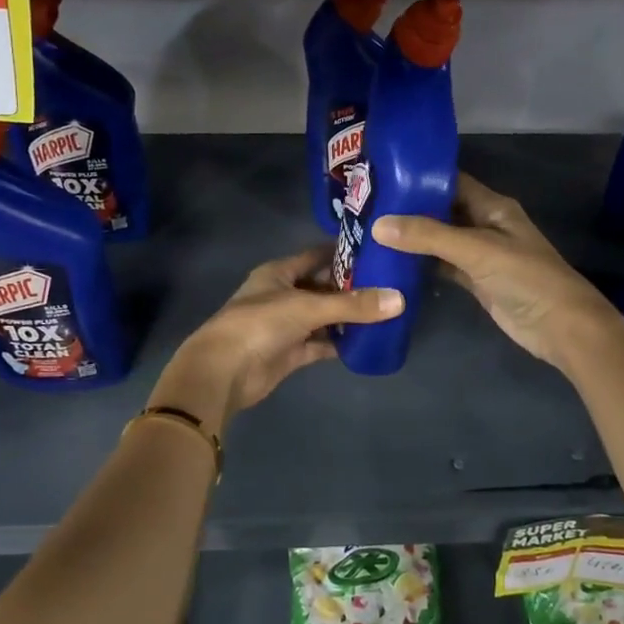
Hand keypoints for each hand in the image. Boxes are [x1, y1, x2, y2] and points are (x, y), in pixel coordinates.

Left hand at [148, 248, 401, 431]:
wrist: (223, 372)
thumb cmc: (259, 325)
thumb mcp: (307, 307)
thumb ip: (352, 305)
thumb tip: (399, 300)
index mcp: (279, 272)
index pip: (317, 255)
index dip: (344, 253)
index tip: (377, 251)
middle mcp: (283, 295)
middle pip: (323, 286)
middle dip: (352, 287)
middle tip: (390, 284)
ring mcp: (286, 325)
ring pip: (323, 317)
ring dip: (348, 317)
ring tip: (386, 312)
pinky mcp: (290, 353)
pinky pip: (321, 344)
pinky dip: (340, 343)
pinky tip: (367, 341)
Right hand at [373, 173, 623, 371]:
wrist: (560, 327)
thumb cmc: (525, 278)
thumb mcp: (477, 250)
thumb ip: (429, 236)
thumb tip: (379, 225)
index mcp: (492, 206)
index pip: (451, 181)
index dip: (419, 176)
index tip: (381, 175)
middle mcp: (485, 225)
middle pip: (442, 210)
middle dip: (409, 208)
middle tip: (366, 205)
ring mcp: (480, 255)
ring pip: (439, 239)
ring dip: (412, 238)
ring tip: (369, 231)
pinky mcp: (475, 281)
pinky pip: (442, 266)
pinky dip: (421, 265)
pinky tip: (392, 263)